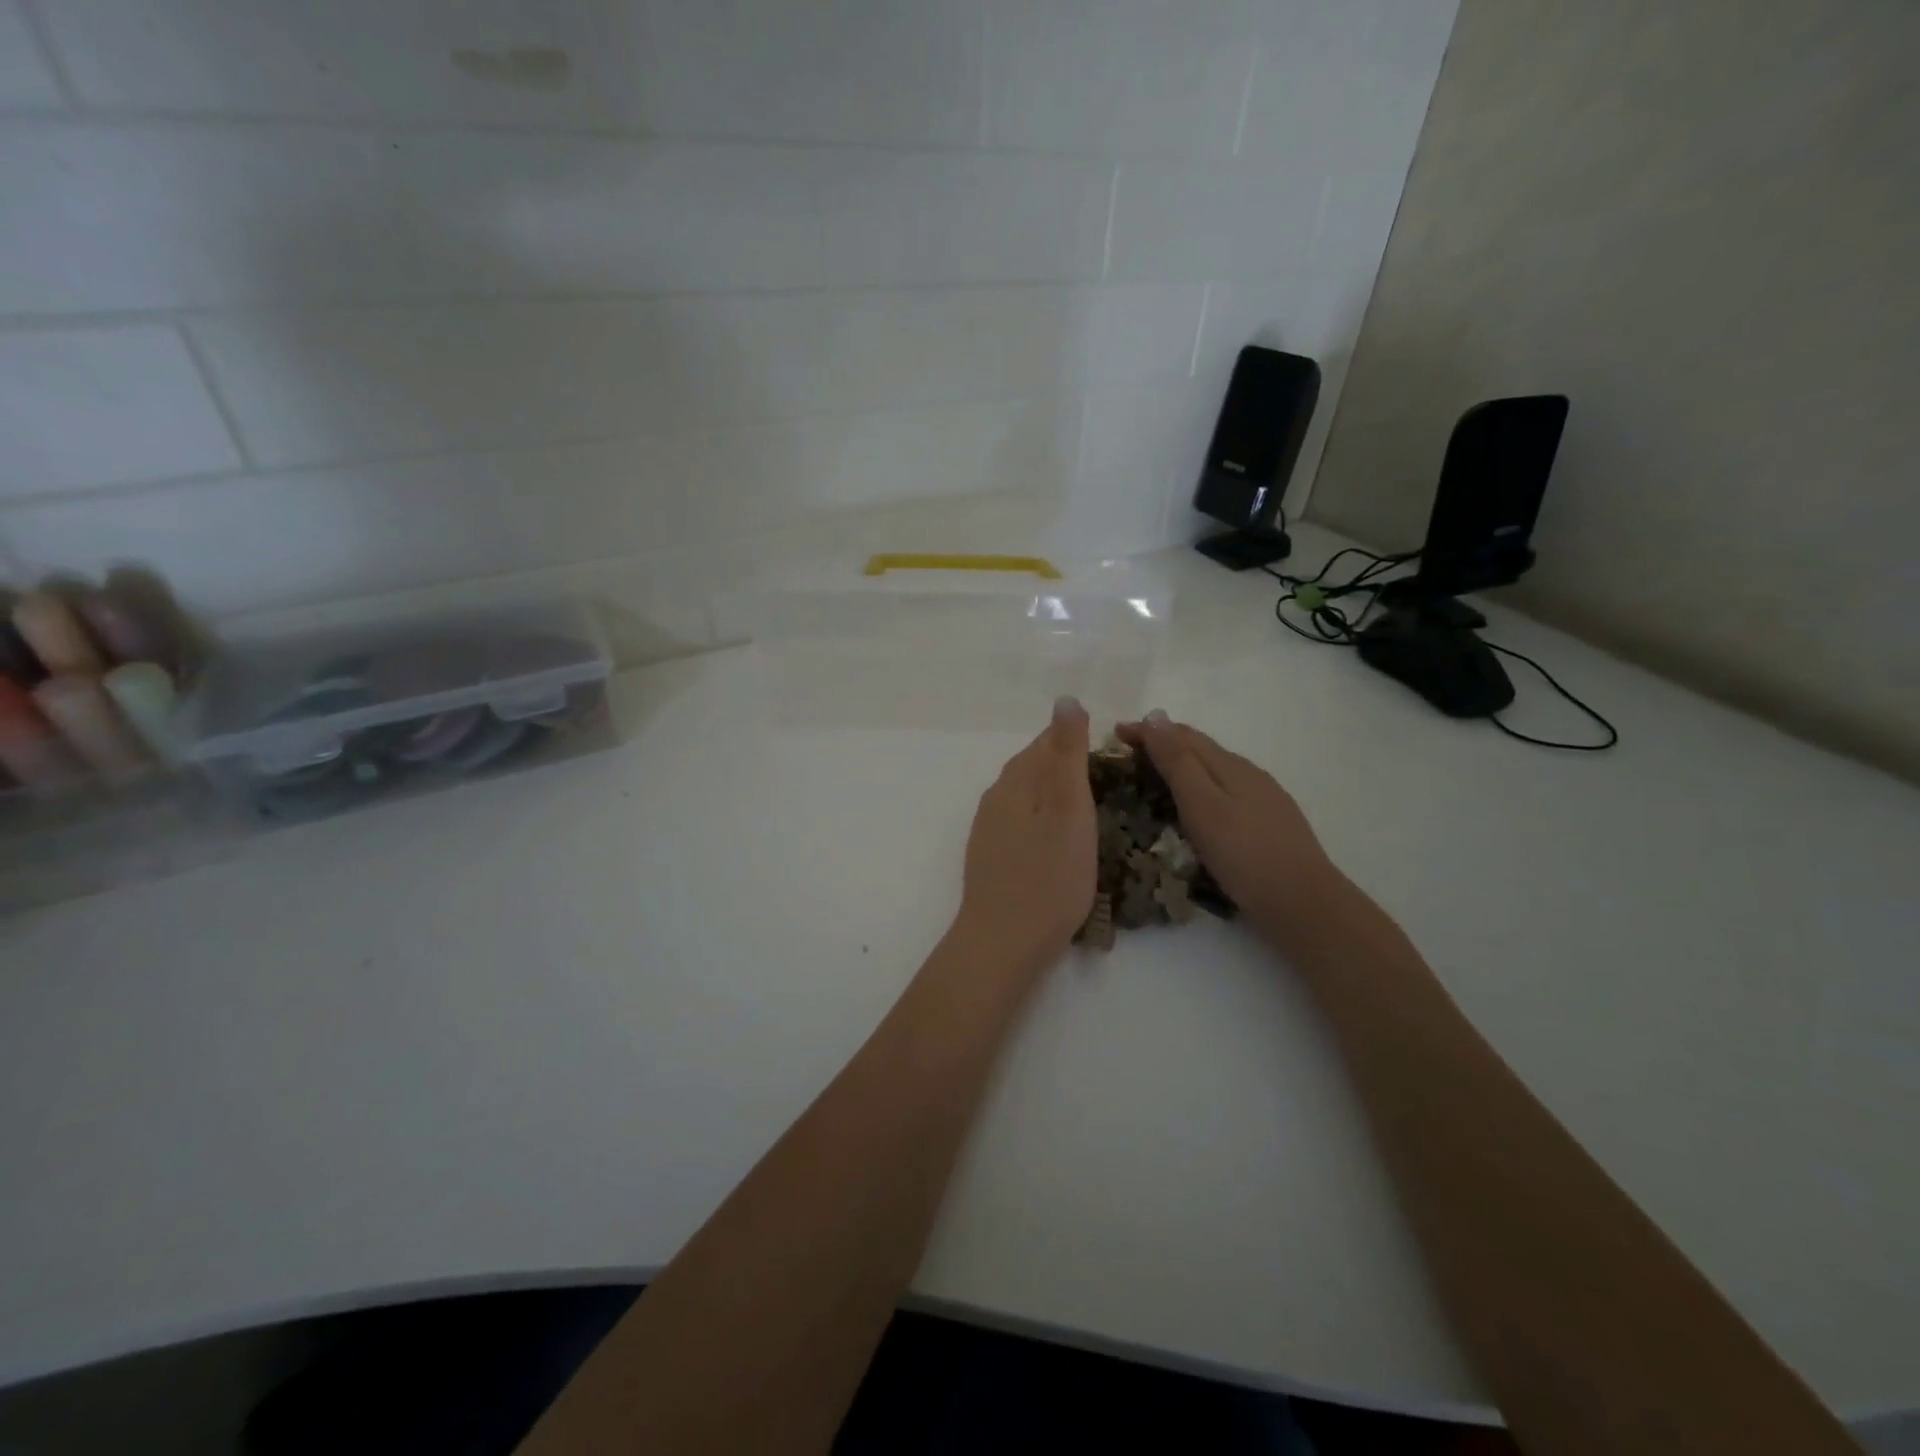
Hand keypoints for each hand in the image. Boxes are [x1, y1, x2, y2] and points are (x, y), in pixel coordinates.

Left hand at [953, 696, 1096, 977]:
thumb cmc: (1048, 876)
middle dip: (1067, 765)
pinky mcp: (991, 857)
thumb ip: (1066, 754)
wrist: (1004, 943)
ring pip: (1027, 796)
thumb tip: (1065, 699)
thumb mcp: (1067, 809)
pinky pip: (1022, 823)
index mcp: (1015, 780)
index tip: (1114, 753)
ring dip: (1055, 794)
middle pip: (1034, 767)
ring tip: (1091, 810)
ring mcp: (989, 829)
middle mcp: (996, 797)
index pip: (1046, 742)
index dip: (1079, 740)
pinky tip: (1060, 841)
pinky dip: (1045, 821)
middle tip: (1110, 781)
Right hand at [1117, 711, 1333, 934]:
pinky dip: (1200, 787)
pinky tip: (1197, 807)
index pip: (1181, 735)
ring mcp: (1263, 797)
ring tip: (1154, 777)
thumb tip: (1156, 716)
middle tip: (1128, 753)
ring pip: (1214, 769)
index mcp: (1229, 765)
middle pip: (1200, 748)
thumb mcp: (1202, 805)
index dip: (1147, 731)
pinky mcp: (1269, 822)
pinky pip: (1225, 790)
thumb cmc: (1244, 854)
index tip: (1115, 733)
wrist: (1303, 902)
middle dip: (1162, 744)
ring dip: (1181, 765)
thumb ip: (1178, 762)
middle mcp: (1248, 773)